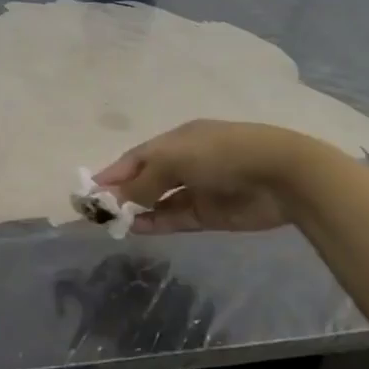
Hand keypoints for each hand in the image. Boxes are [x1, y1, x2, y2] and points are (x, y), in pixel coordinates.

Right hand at [93, 120, 306, 233]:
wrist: (280, 175)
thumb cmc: (222, 154)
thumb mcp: (175, 160)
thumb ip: (143, 182)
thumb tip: (117, 200)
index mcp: (176, 140)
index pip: (136, 157)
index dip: (112, 173)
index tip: (88, 191)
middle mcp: (184, 162)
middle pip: (145, 179)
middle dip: (121, 194)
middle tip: (96, 213)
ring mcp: (197, 189)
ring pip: (158, 201)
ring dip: (136, 210)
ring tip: (112, 223)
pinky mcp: (209, 213)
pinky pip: (175, 218)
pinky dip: (155, 223)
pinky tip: (136, 228)